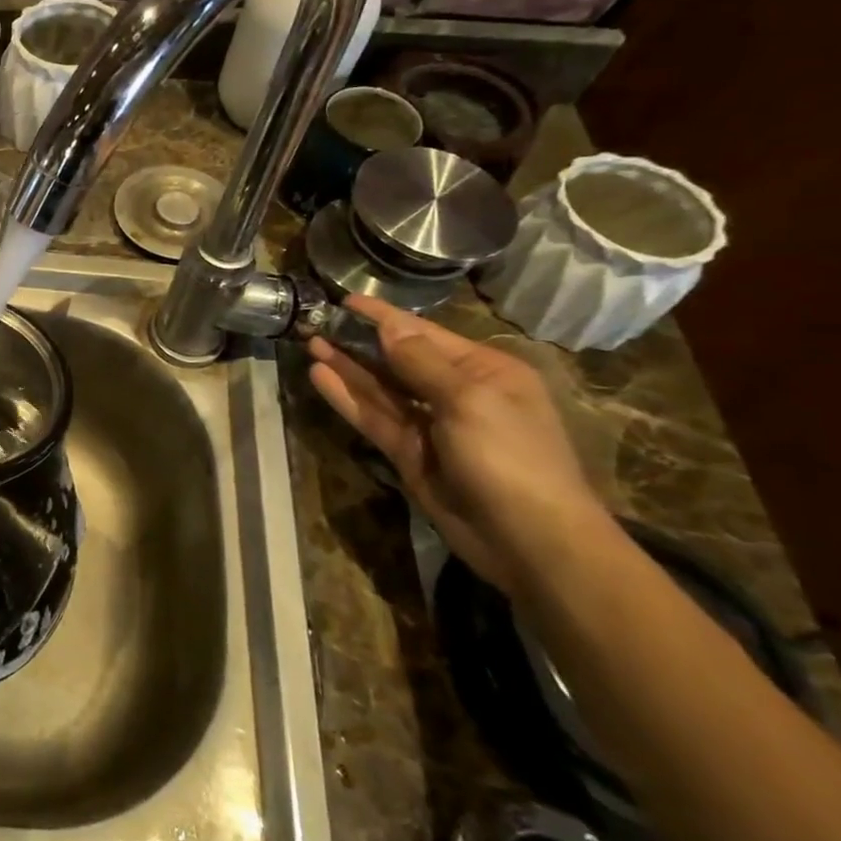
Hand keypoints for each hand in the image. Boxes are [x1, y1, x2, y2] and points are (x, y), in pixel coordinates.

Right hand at [307, 295, 616, 593]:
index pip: (424, 334)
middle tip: (317, 323)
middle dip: (361, 341)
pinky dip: (348, 398)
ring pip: (381, 388)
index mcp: (485, 371)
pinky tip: (321, 377)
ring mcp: (431, 425)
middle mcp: (457, 393)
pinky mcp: (409, 453)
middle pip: (399, 359)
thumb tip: (390, 328)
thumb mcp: (469, 399)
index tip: (346, 301)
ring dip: (348, 367)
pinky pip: (374, 417)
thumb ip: (422, 362)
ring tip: (311, 344)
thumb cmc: (509, 456)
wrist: (529, 539)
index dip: (384, 317)